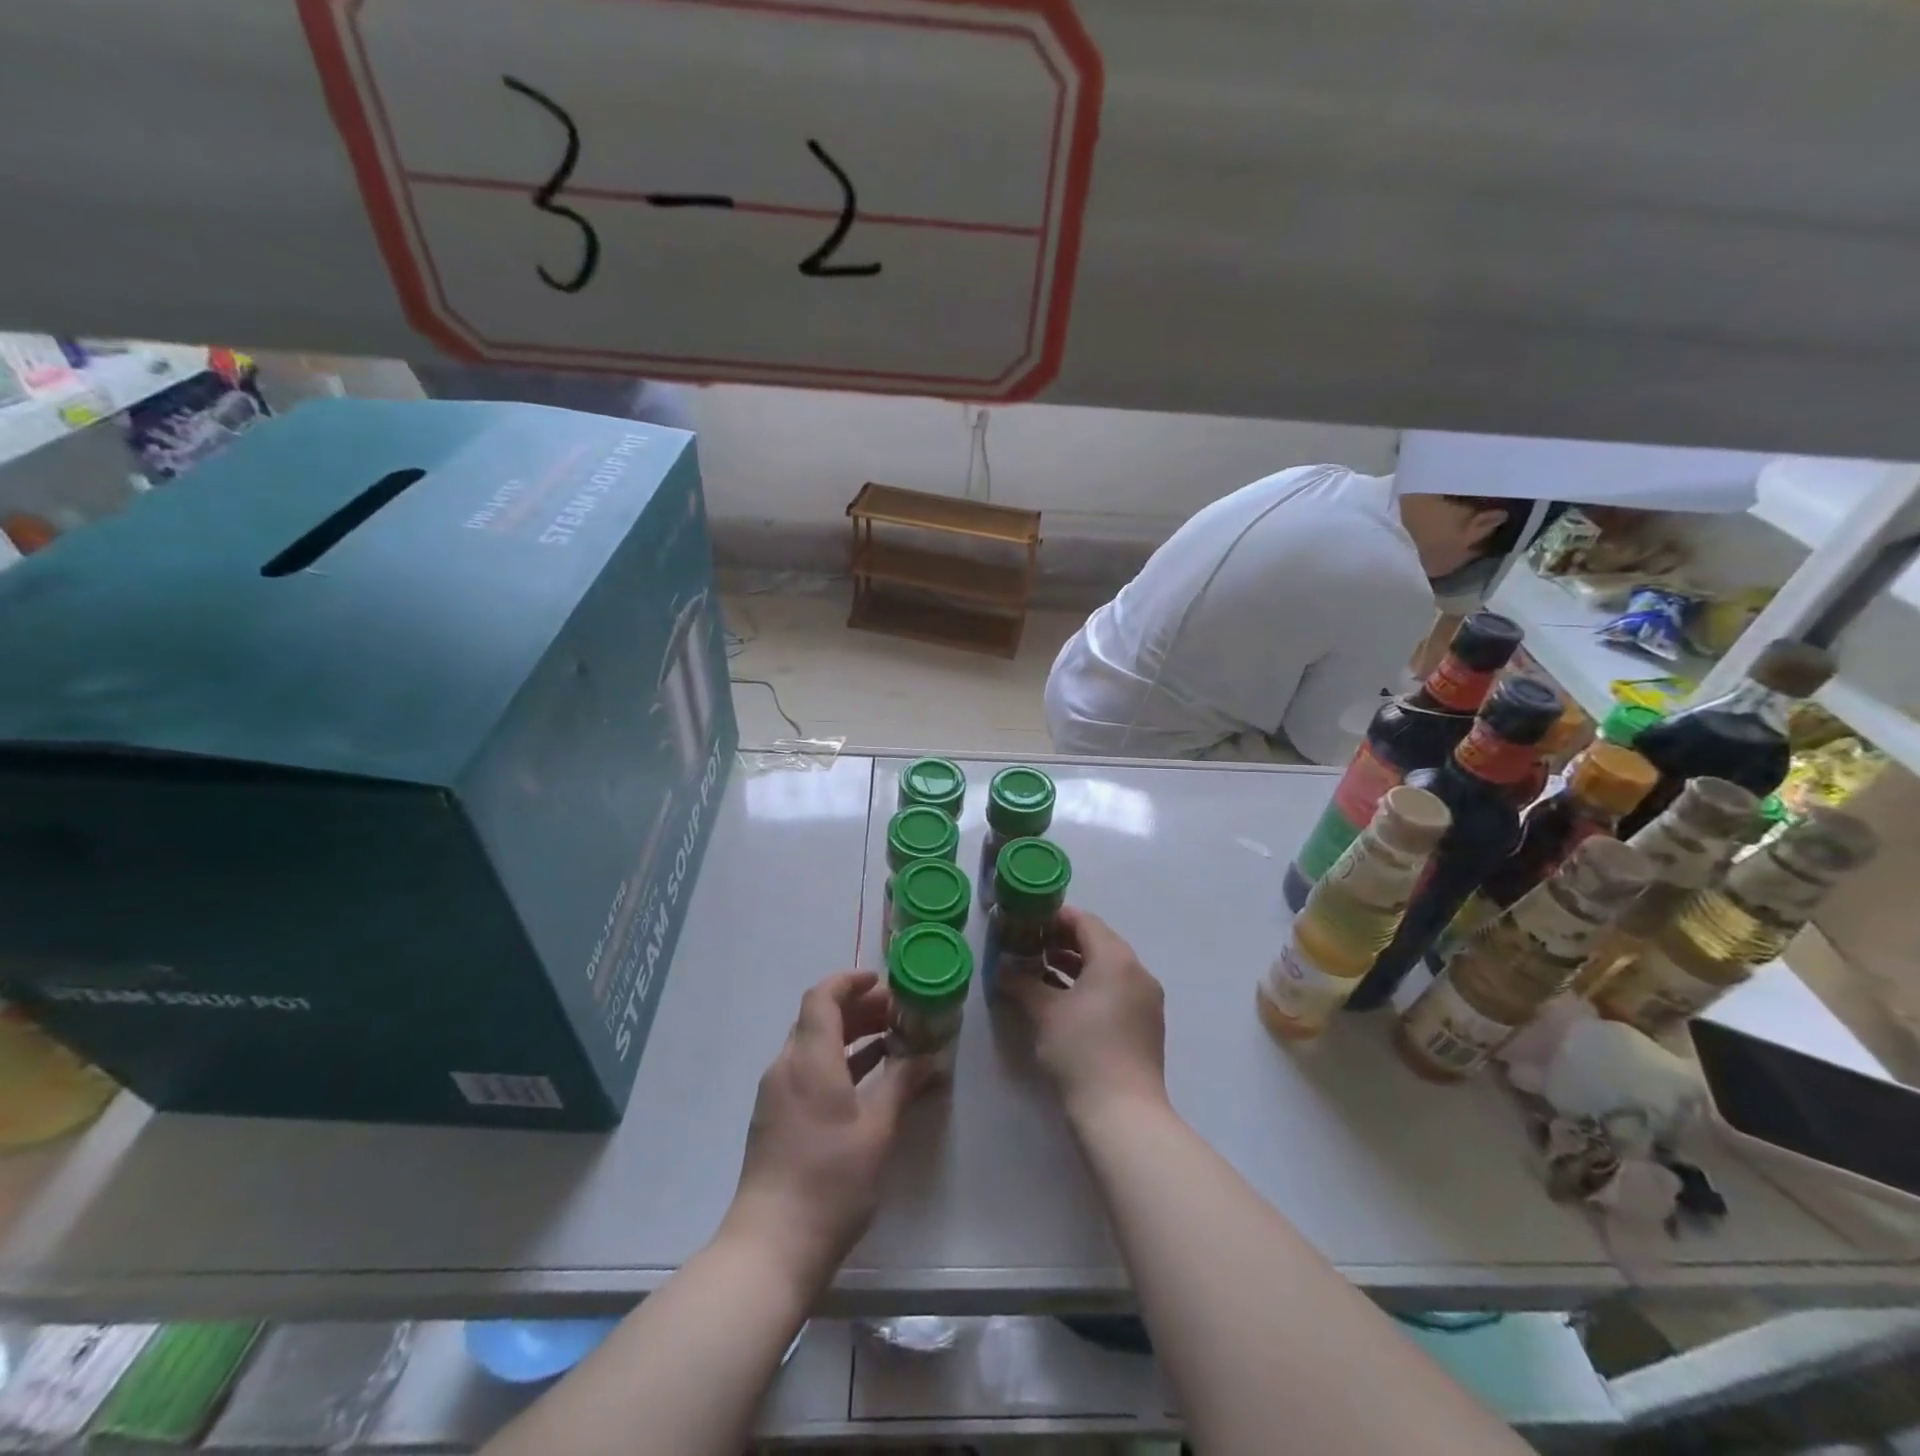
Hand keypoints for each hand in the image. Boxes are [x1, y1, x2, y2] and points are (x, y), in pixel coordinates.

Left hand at [722, 971, 931, 1289]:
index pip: (823, 997)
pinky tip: (867, 1077)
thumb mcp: (877, 1130)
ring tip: (890, 1039)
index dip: (850, 981)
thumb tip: (930, 1058)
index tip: (882, 981)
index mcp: (810, 1059)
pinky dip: (836, 1061)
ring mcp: (777, 1093)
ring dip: (848, 1034)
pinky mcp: (776, 1117)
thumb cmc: (830, 1180)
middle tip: (897, 1012)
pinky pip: (807, 1069)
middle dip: (857, 1008)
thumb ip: (902, 1085)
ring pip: (813, 1044)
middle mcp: (787, 1066)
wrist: (772, 1245)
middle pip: (818, 1018)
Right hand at [1002, 906, 1167, 1122]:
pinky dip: (1089, 986)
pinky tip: (1062, 999)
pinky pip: (1115, 989)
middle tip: (1028, 945)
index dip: (1054, 917)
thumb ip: (1021, 982)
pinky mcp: (1145, 1024)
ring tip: (1038, 970)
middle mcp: (1137, 971)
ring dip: (1074, 964)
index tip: (1026, 920)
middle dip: (1062, 941)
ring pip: (1106, 967)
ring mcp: (1145, 999)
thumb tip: (1002, 969)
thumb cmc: (1082, 1051)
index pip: (1084, 921)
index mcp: (1116, 959)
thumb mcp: (1044, 1012)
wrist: (1123, 1114)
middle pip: (1097, 941)